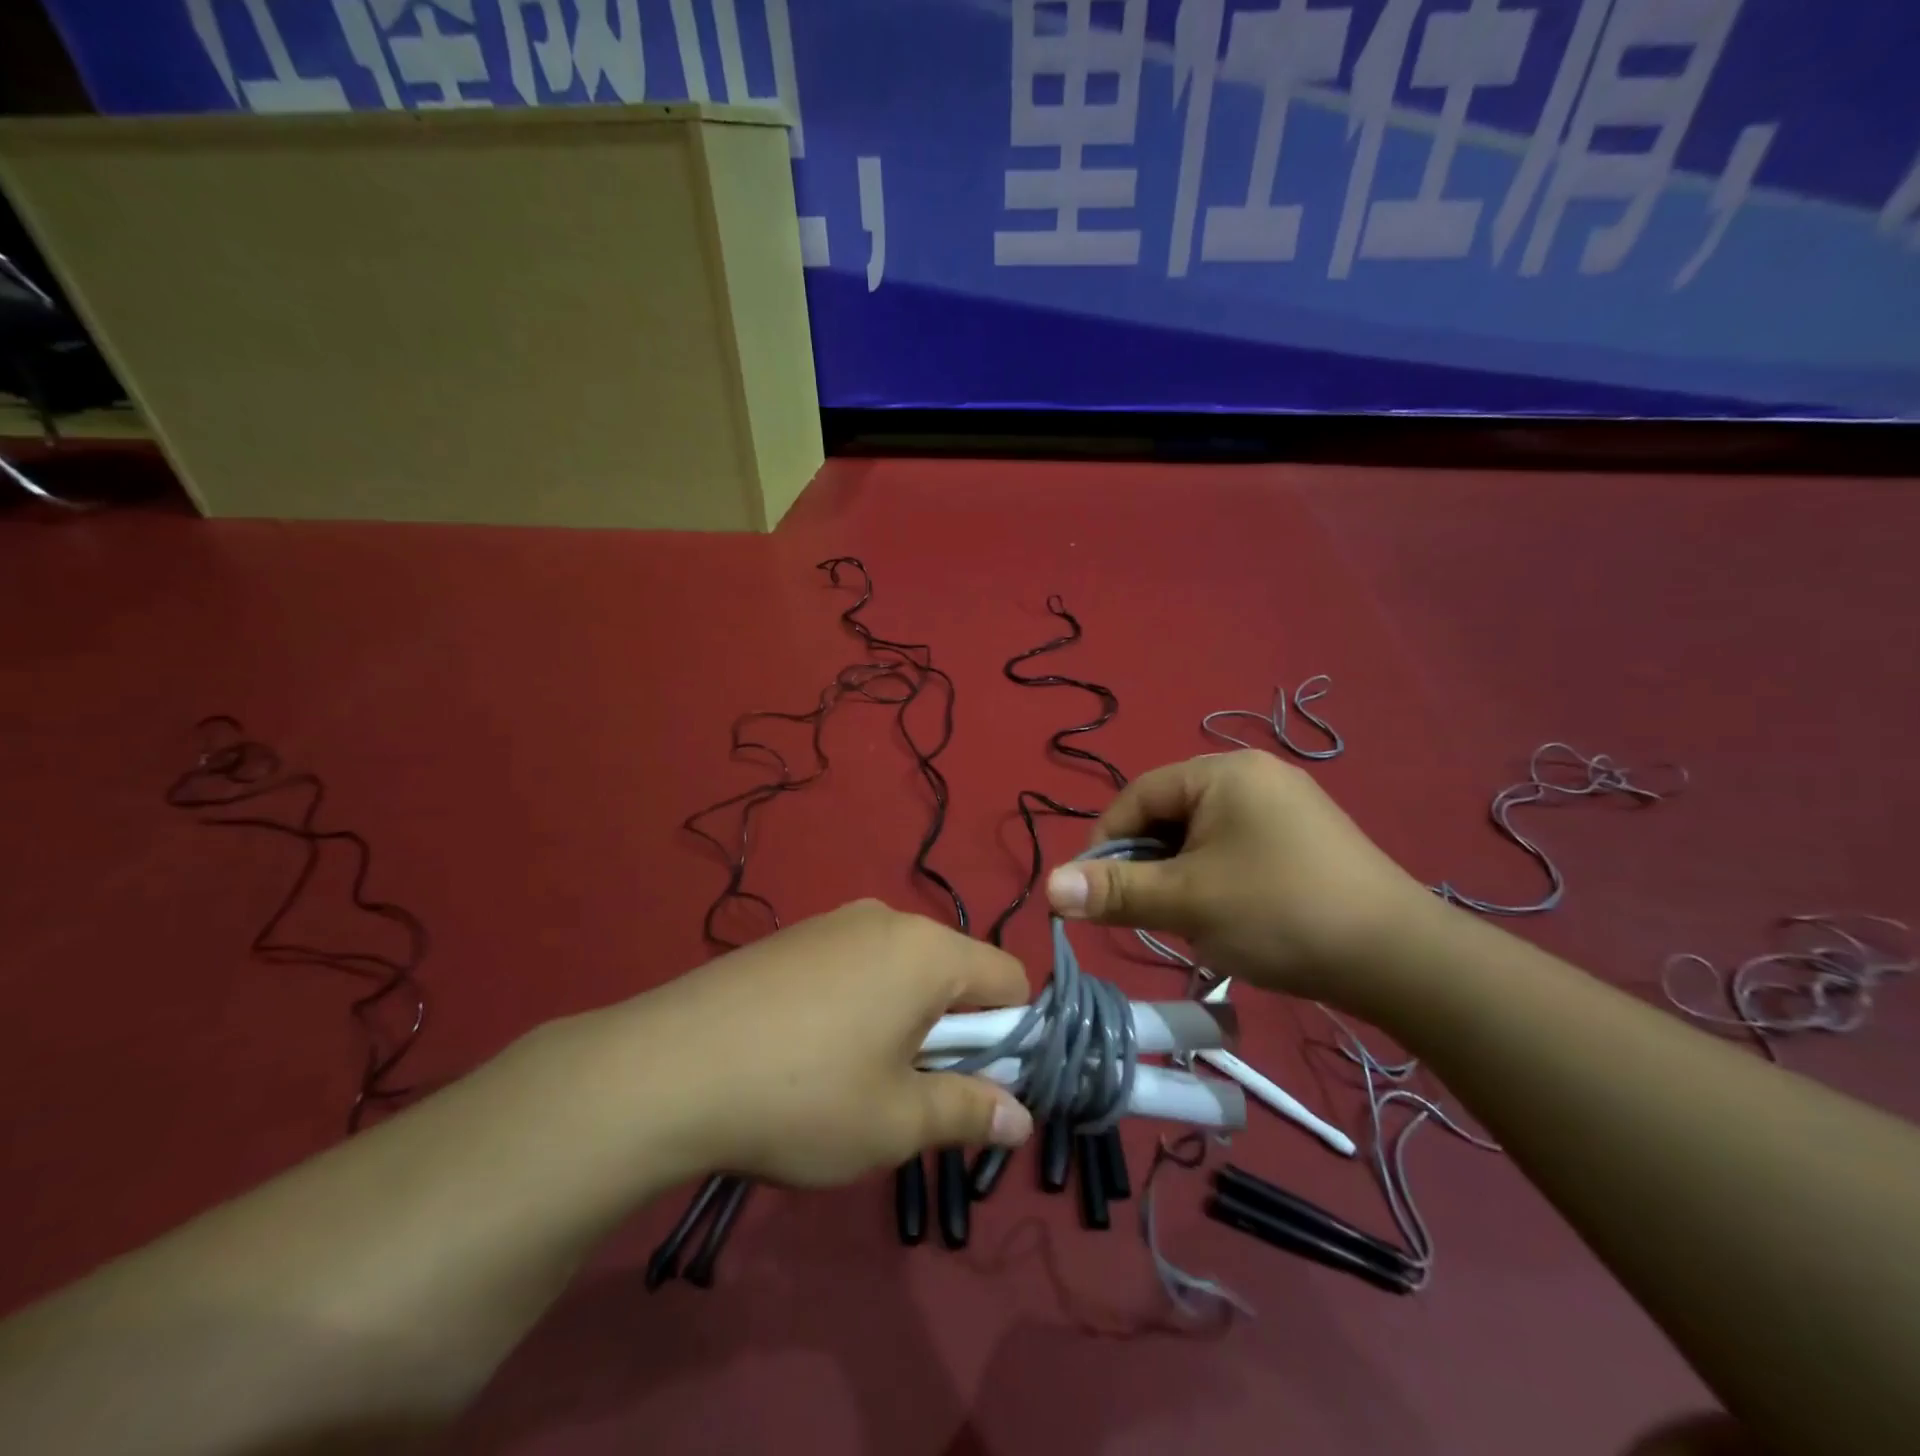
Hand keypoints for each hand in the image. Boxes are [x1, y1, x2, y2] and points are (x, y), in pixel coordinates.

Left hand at [624, 901, 1034, 1187]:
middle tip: (912, 1092)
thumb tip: (1021, 1118)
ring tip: (855, 1077)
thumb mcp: (894, 1122)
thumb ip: (968, 1113)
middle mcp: (888, 919)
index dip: (1011, 1036)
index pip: (1009, 979)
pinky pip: (855, 965)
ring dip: (904, 1019)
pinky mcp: (793, 937)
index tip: (977, 1087)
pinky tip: (810, 1051)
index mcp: (927, 951)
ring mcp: (834, 922)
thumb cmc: (802, 1096)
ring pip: (902, 969)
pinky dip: (860, 1004)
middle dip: (953, 1031)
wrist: (666, 1067)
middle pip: (954, 970)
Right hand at [1044, 751, 1437, 1007]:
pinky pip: (1236, 848)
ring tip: (1188, 919)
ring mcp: (1286, 805)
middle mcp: (1254, 775)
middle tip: (1145, 911)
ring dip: (1180, 875)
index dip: (1107, 841)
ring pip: (1202, 836)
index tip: (1094, 891)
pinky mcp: (1306, 838)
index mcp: (1223, 772)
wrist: (1400, 959)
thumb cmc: (1279, 913)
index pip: (1138, 795)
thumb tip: (1049, 887)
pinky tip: (1228, 916)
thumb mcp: (1186, 901)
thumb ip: (1115, 891)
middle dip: (1148, 863)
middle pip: (1170, 813)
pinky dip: (1215, 878)